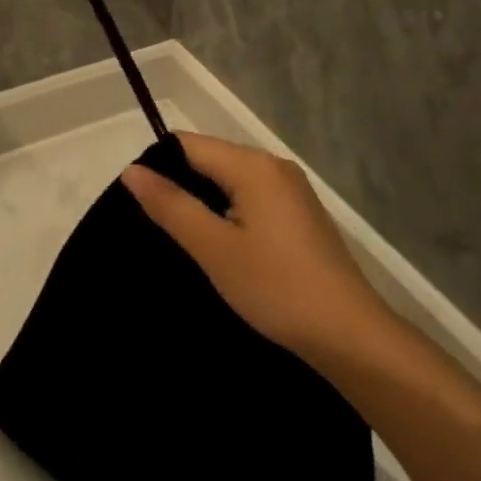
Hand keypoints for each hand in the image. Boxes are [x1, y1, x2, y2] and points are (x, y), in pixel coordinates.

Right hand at [121, 134, 395, 364]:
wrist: (349, 336)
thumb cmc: (276, 288)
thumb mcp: (214, 248)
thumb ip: (171, 205)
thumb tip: (131, 170)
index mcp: (253, 165)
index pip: (188, 145)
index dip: (158, 167)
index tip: (141, 205)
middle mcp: (273, 165)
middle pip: (210, 159)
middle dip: (180, 186)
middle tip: (155, 227)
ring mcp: (291, 190)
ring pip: (230, 181)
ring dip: (204, 203)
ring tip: (182, 240)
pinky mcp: (299, 214)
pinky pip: (250, 198)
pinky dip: (229, 214)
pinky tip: (220, 247)